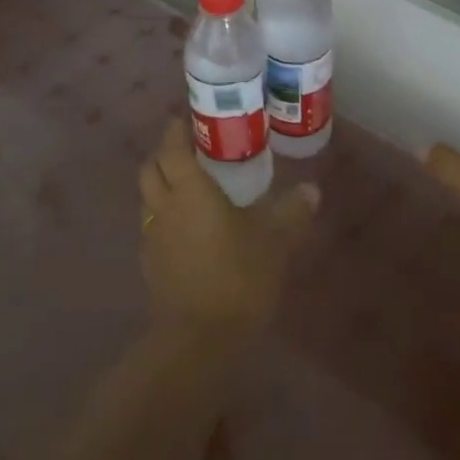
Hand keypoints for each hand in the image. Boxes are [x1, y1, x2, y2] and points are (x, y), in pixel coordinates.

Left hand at [137, 119, 319, 334]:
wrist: (198, 340)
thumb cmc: (238, 277)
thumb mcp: (276, 243)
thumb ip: (292, 213)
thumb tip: (311, 190)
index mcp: (190, 191)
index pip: (173, 149)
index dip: (175, 131)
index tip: (184, 120)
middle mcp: (164, 207)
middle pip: (151, 169)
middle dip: (164, 154)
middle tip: (188, 150)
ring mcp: (153, 238)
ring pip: (148, 199)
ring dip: (161, 186)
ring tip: (188, 188)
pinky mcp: (151, 266)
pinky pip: (152, 227)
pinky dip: (165, 217)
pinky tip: (187, 230)